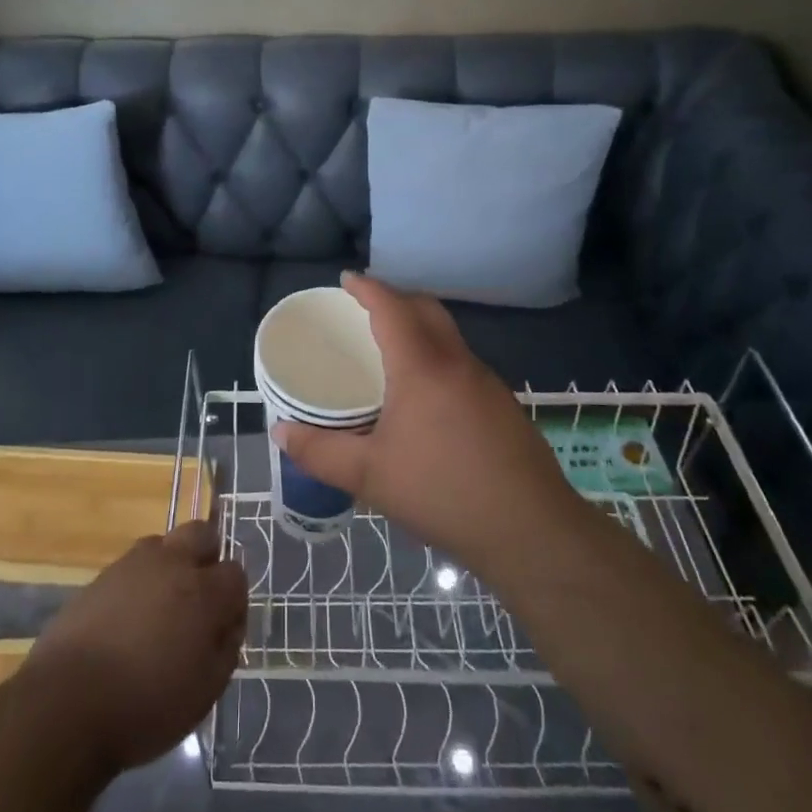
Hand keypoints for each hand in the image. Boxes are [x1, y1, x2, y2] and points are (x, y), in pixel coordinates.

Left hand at [26, 521, 246, 772]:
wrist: (66, 704)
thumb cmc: (146, 705)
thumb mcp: (205, 691)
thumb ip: (226, 648)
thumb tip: (228, 623)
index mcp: (203, 591)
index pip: (235, 573)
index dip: (234, 600)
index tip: (224, 629)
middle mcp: (171, 563)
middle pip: (202, 534)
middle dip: (207, 558)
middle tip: (198, 601)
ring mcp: (132, 564)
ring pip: (164, 544)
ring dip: (171, 566)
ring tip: (160, 609)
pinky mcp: (101, 575)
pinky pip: (132, 566)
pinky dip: (139, 583)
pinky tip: (128, 620)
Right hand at [274, 273, 572, 578]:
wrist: (532, 532)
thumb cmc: (443, 494)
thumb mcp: (369, 476)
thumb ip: (320, 452)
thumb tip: (280, 433)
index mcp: (422, 368)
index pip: (393, 307)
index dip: (368, 288)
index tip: (347, 279)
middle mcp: (458, 363)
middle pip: (427, 310)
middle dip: (396, 298)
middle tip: (365, 308)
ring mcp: (488, 384)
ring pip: (449, 336)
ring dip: (420, 328)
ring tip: (390, 349)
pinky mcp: (504, 406)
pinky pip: (463, 363)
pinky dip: (437, 357)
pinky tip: (426, 394)